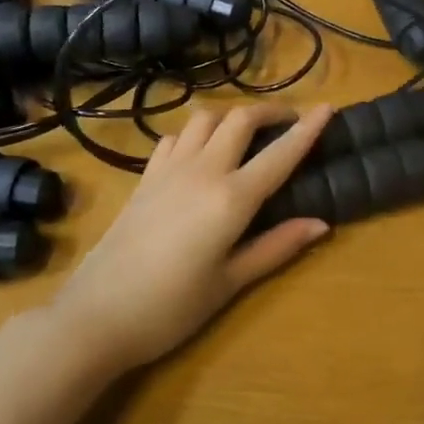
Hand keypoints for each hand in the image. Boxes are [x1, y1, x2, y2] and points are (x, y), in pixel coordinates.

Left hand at [51, 104, 336, 371]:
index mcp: (231, 199)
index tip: (328, 107)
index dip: (307, 129)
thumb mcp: (230, 282)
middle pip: (240, 118)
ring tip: (246, 134)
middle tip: (288, 122)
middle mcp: (202, 171)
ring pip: (204, 118)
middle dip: (269, 112)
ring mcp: (168, 170)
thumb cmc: (171, 308)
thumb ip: (276, 247)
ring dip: (231, 116)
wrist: (96, 316)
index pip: (279, 154)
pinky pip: (175, 137)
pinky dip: (196, 133)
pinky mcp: (144, 178)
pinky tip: (200, 151)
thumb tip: (321, 223)